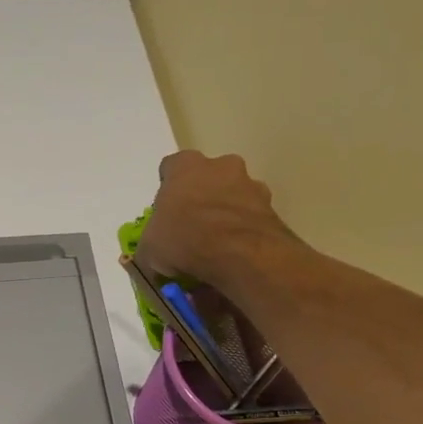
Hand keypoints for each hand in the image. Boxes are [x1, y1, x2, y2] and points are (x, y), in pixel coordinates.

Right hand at [137, 150, 297, 294]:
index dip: (167, 191)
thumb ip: (149, 246)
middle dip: (202, 199)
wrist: (240, 254)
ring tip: (218, 249)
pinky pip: (252, 219)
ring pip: (234, 197)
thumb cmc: (185, 239)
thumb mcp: (149, 250)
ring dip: (227, 216)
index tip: (166, 213)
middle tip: (193, 229)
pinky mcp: (273, 209)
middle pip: (208, 179)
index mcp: (185, 166)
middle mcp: (221, 166)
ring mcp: (251, 185)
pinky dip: (245, 233)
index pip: (171, 168)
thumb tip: (151, 258)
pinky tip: (236, 257)